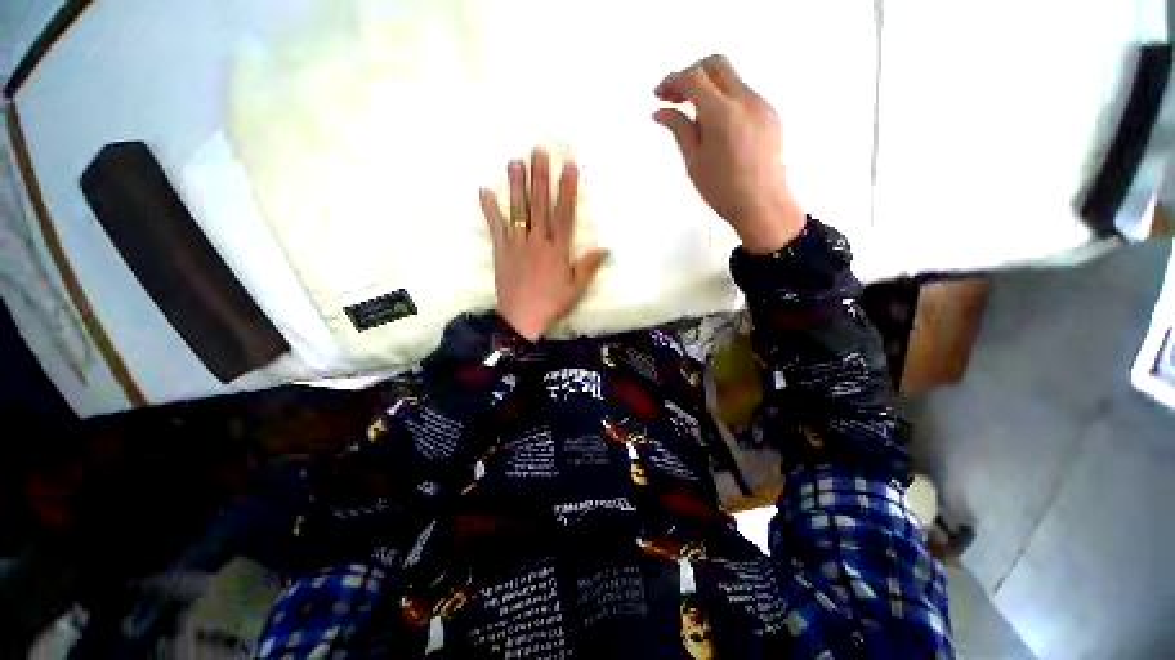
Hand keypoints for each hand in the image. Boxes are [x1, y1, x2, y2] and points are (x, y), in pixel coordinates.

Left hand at [479, 148, 607, 341]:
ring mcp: (517, 245)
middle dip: (540, 177)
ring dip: (516, 186)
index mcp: (558, 250)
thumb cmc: (552, 304)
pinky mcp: (501, 251)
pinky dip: (489, 209)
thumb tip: (605, 247)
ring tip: (515, 161)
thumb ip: (588, 267)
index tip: (568, 167)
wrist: (521, 321)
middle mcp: (538, 242)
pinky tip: (484, 190)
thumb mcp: (576, 289)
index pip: (564, 214)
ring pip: (518, 211)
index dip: (567, 190)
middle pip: (539, 205)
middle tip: (538, 150)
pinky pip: (495, 227)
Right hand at [654, 54, 805, 253]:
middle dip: (691, 73)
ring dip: (708, 87)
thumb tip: (661, 112)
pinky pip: (743, 94)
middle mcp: (745, 99)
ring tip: (693, 116)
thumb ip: (679, 130)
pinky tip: (715, 125)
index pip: (693, 77)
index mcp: (722, 113)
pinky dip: (724, 99)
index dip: (672, 81)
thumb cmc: (724, 190)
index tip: (659, 94)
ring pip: (731, 78)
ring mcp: (761, 105)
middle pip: (715, 64)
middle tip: (675, 97)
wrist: (763, 205)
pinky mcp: (769, 114)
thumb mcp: (694, 162)